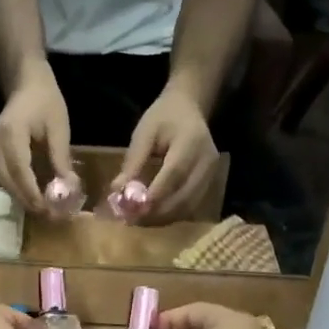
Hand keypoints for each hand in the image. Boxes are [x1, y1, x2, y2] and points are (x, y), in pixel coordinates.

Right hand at [0, 66, 72, 216]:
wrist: (26, 82)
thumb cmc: (45, 101)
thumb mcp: (59, 128)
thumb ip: (61, 159)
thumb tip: (69, 188)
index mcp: (11, 135)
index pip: (20, 172)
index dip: (33, 194)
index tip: (48, 210)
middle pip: (9, 182)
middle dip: (29, 202)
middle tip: (50, 216)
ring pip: (5, 183)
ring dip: (23, 198)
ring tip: (45, 210)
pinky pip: (4, 177)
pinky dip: (18, 189)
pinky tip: (35, 196)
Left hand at [114, 88, 216, 223]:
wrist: (188, 107)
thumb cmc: (163, 117)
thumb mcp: (144, 133)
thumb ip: (133, 162)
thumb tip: (117, 190)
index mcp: (191, 142)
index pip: (174, 173)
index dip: (155, 194)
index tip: (133, 210)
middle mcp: (207, 160)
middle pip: (185, 195)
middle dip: (157, 212)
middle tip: (132, 220)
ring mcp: (212, 173)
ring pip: (189, 205)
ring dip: (163, 217)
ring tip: (139, 220)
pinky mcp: (210, 182)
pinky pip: (191, 205)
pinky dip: (171, 214)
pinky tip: (153, 215)